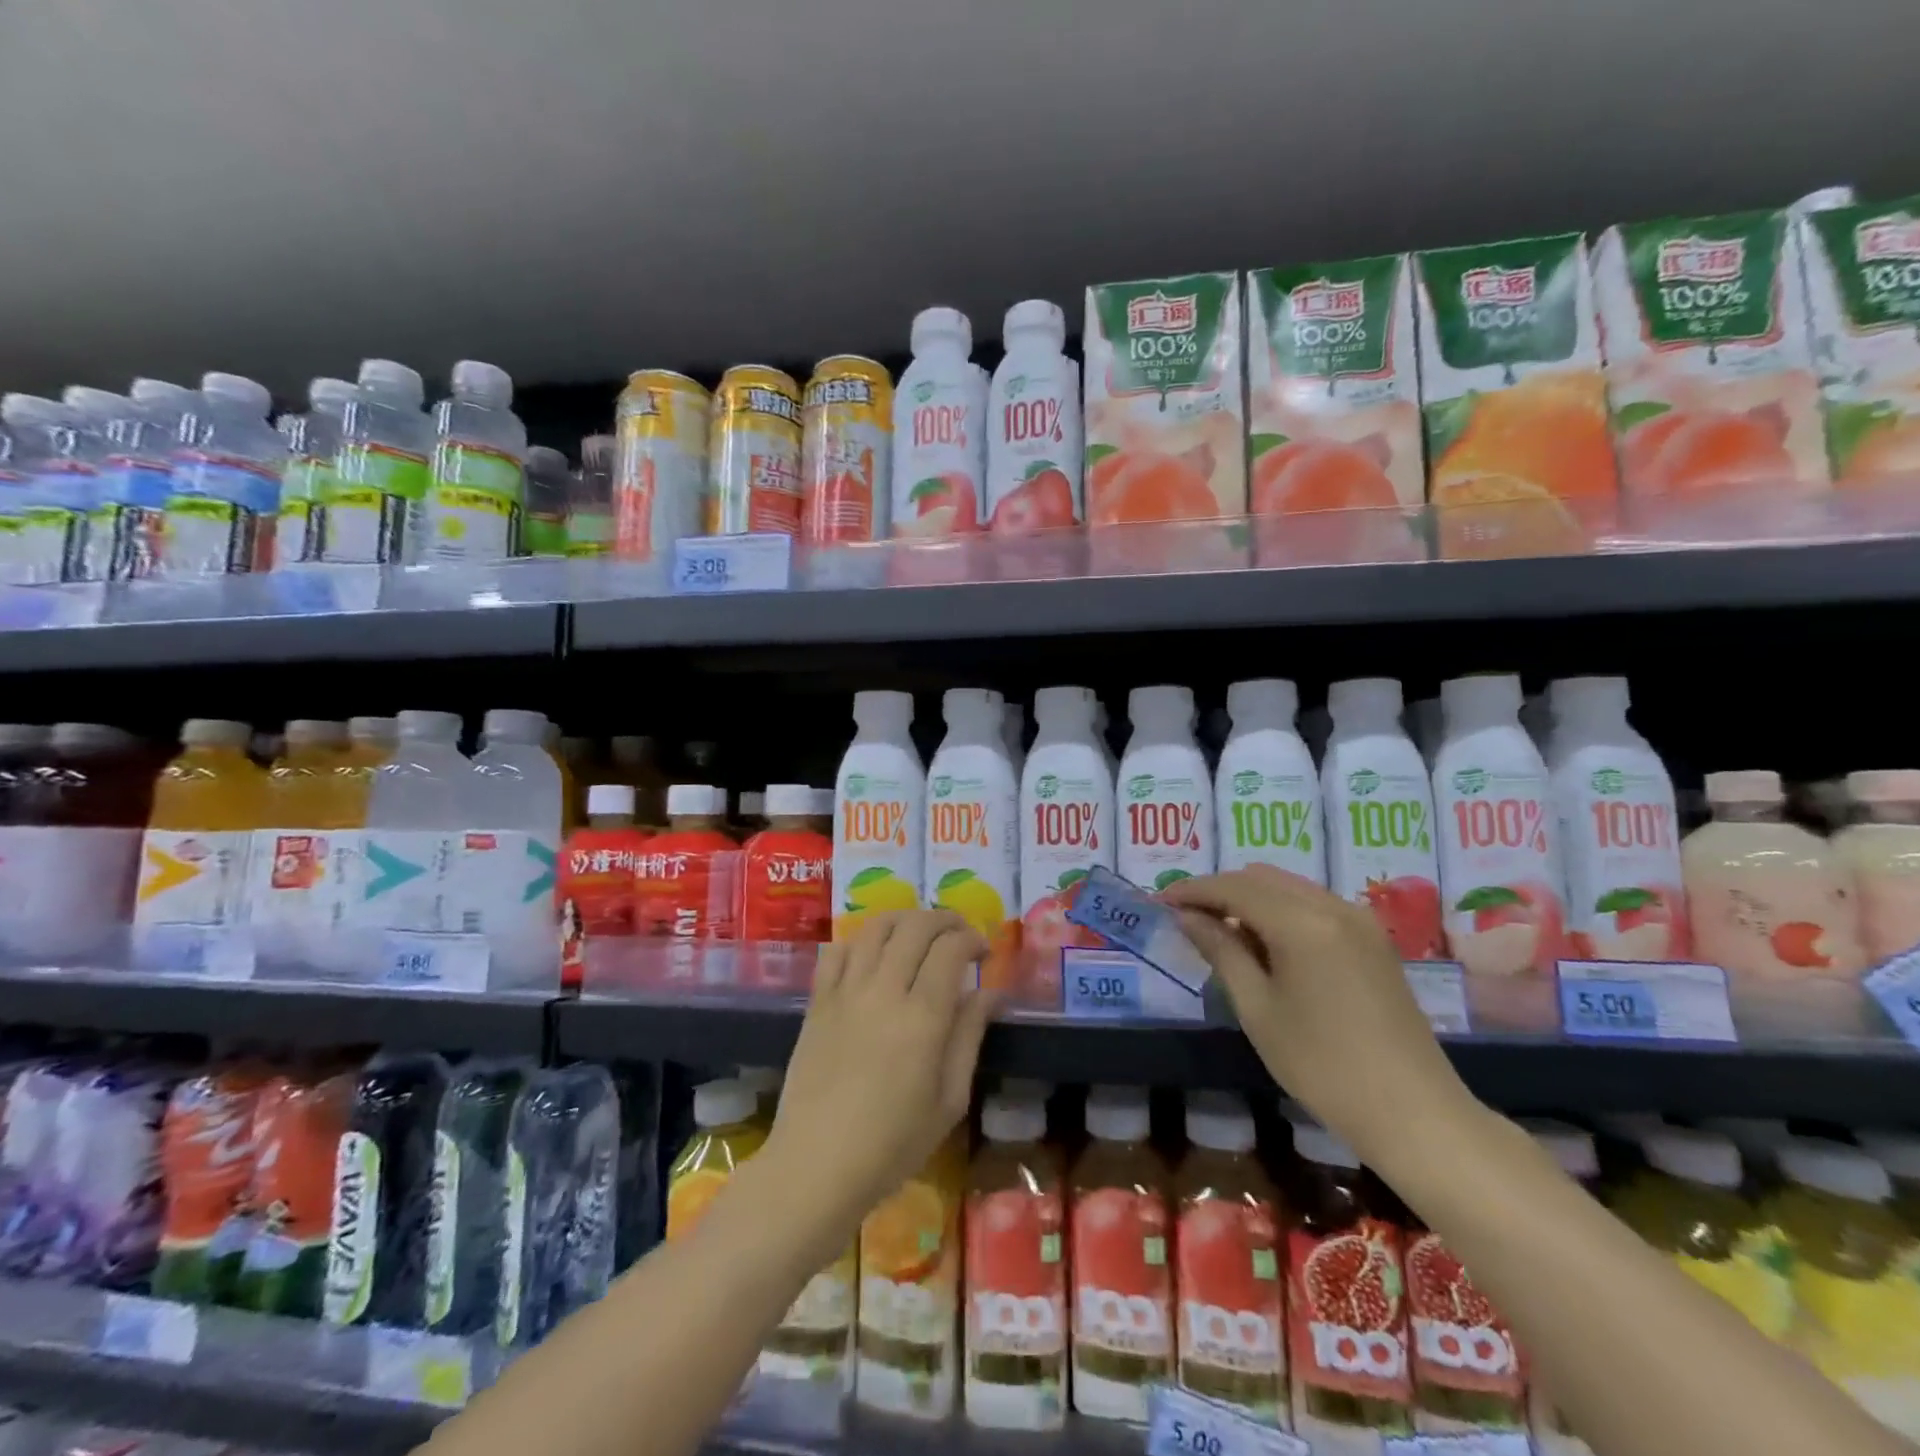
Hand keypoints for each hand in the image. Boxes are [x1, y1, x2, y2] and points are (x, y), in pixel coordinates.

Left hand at [767, 910, 992, 1244]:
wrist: (816, 1166)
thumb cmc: (893, 1144)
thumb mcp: (949, 1099)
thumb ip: (970, 1035)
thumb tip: (992, 992)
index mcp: (923, 1017)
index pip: (950, 949)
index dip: (972, 939)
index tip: (983, 954)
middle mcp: (884, 991)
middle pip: (916, 927)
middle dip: (945, 920)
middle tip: (960, 936)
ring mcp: (845, 992)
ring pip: (876, 928)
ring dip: (905, 920)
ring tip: (920, 935)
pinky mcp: (818, 1002)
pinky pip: (837, 951)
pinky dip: (860, 940)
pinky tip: (873, 954)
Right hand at [1162, 866, 1474, 1162]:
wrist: (1414, 1112)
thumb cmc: (1323, 1066)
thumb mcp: (1258, 1009)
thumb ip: (1221, 951)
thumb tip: (1186, 916)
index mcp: (1302, 922)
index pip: (1234, 887)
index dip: (1193, 890)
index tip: (1160, 901)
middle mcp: (1333, 906)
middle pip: (1261, 878)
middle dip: (1220, 890)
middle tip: (1186, 917)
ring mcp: (1359, 920)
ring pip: (1288, 887)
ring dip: (1249, 899)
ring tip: (1220, 931)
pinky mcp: (1372, 938)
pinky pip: (1313, 904)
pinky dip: (1280, 911)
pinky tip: (1264, 943)